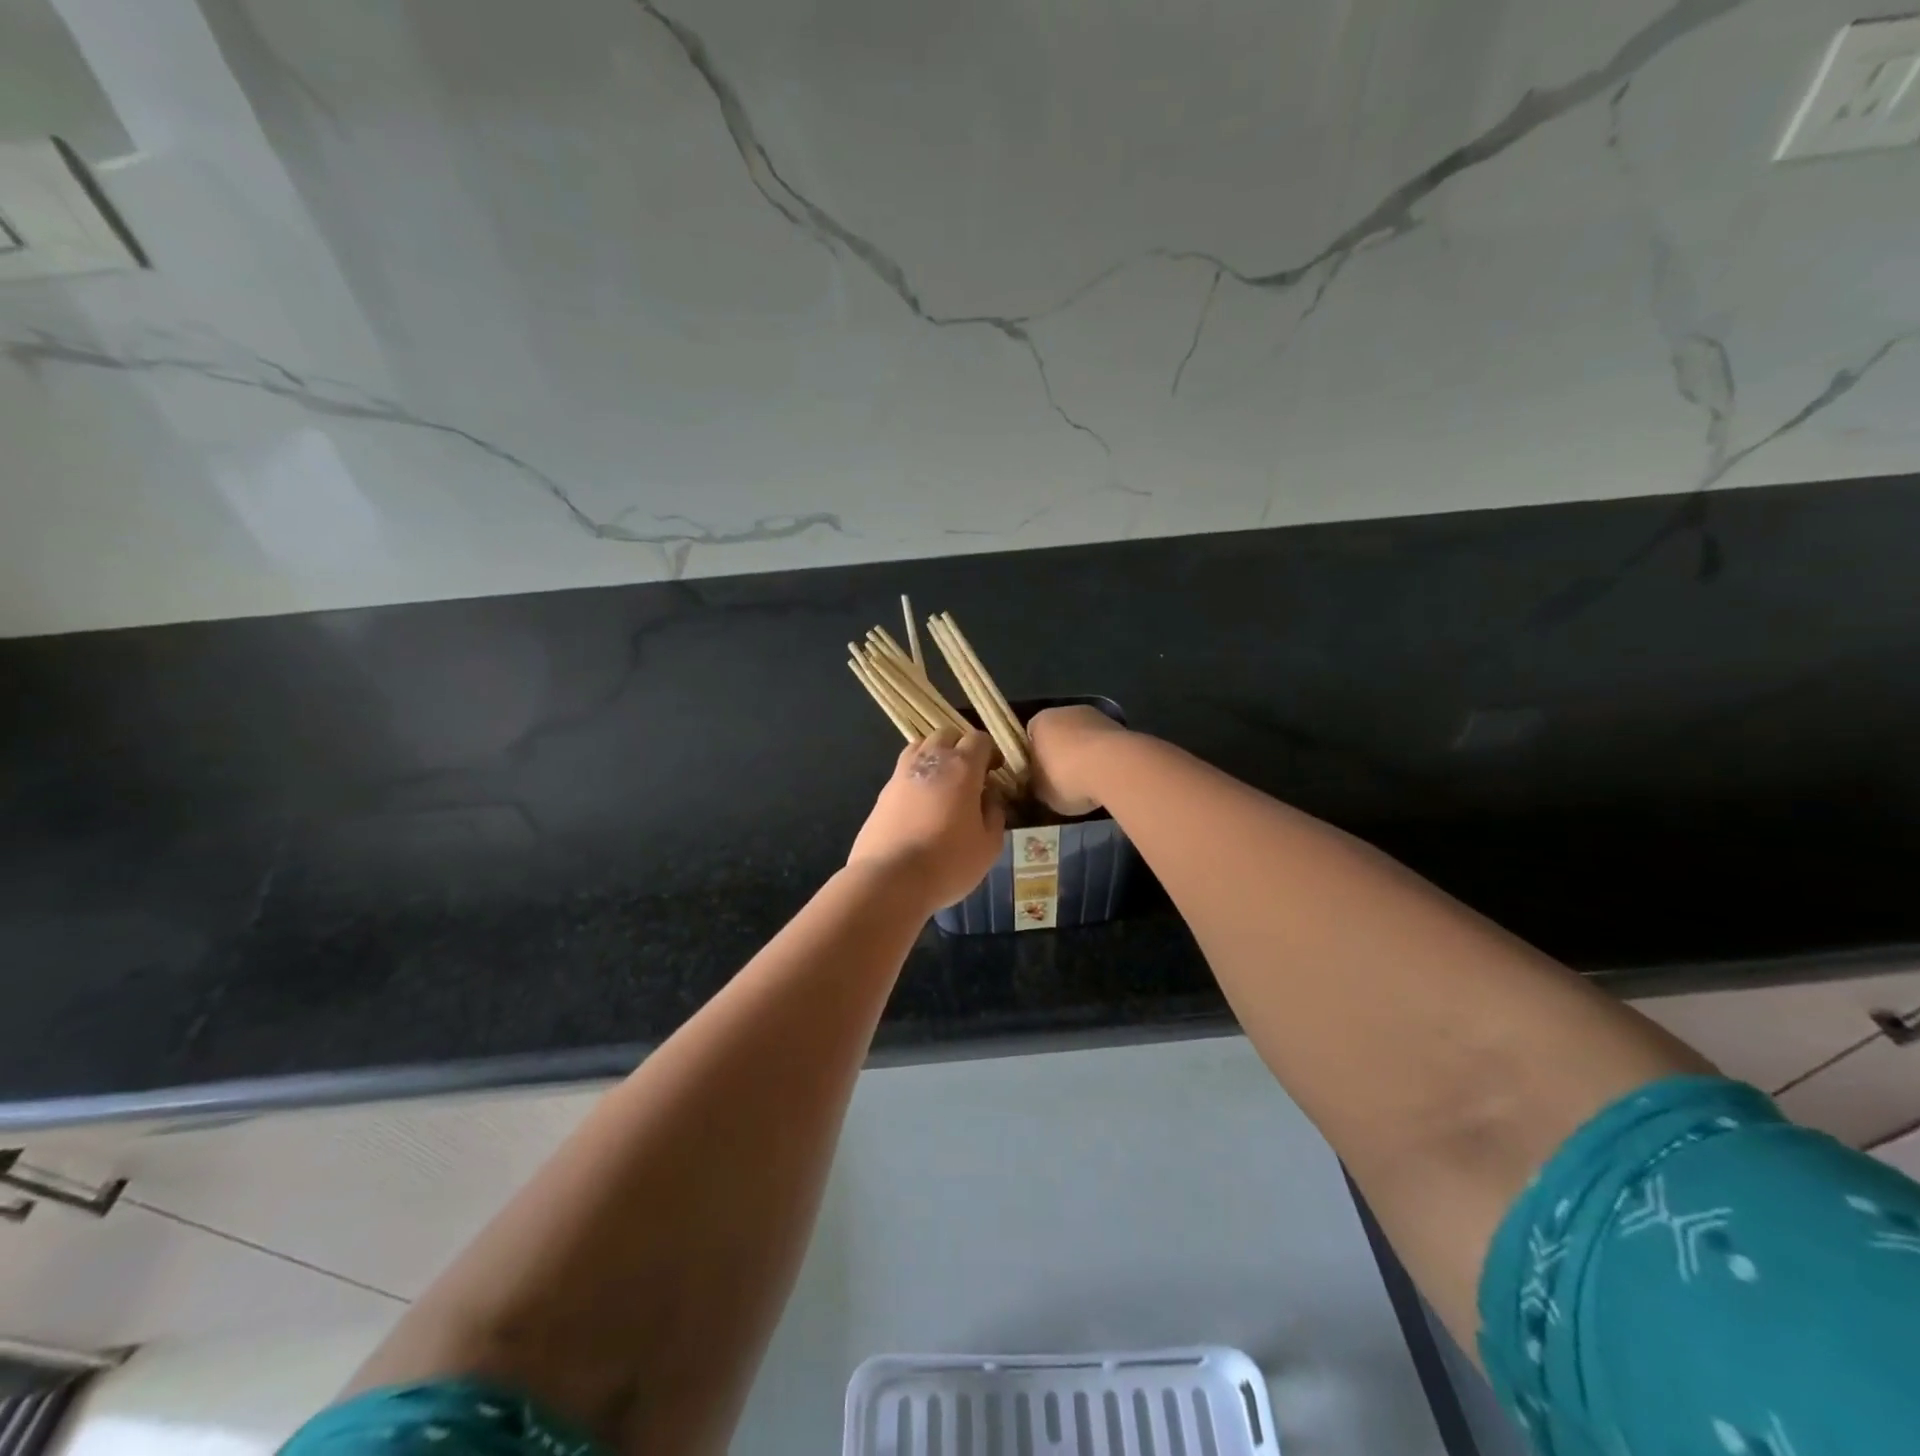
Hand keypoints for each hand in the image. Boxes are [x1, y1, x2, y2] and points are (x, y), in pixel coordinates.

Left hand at [847, 729, 1006, 910]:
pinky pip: (903, 771)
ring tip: (943, 783)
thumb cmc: (948, 862)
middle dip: (960, 747)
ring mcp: (901, 774)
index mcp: (961, 767)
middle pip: (946, 734)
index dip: (990, 752)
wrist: (890, 879)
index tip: (995, 772)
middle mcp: (930, 761)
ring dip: (935, 756)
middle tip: (969, 774)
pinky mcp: (882, 792)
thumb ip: (994, 814)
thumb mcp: (989, 845)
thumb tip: (990, 798)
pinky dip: (916, 776)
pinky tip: (921, 803)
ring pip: (920, 747)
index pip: (979, 739)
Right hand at [1027, 705, 1128, 816]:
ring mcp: (1096, 716)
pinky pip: (1105, 745)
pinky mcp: (1121, 727)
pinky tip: (1108, 778)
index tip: (1041, 776)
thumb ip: (1039, 785)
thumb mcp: (1042, 791)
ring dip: (1086, 755)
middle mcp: (1066, 711)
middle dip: (1062, 754)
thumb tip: (1041, 786)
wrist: (1113, 767)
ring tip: (1090, 783)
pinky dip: (1106, 758)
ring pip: (1085, 738)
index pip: (1031, 737)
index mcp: (1039, 722)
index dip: (1035, 757)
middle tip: (1064, 781)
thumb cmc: (1066, 776)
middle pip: (1060, 733)